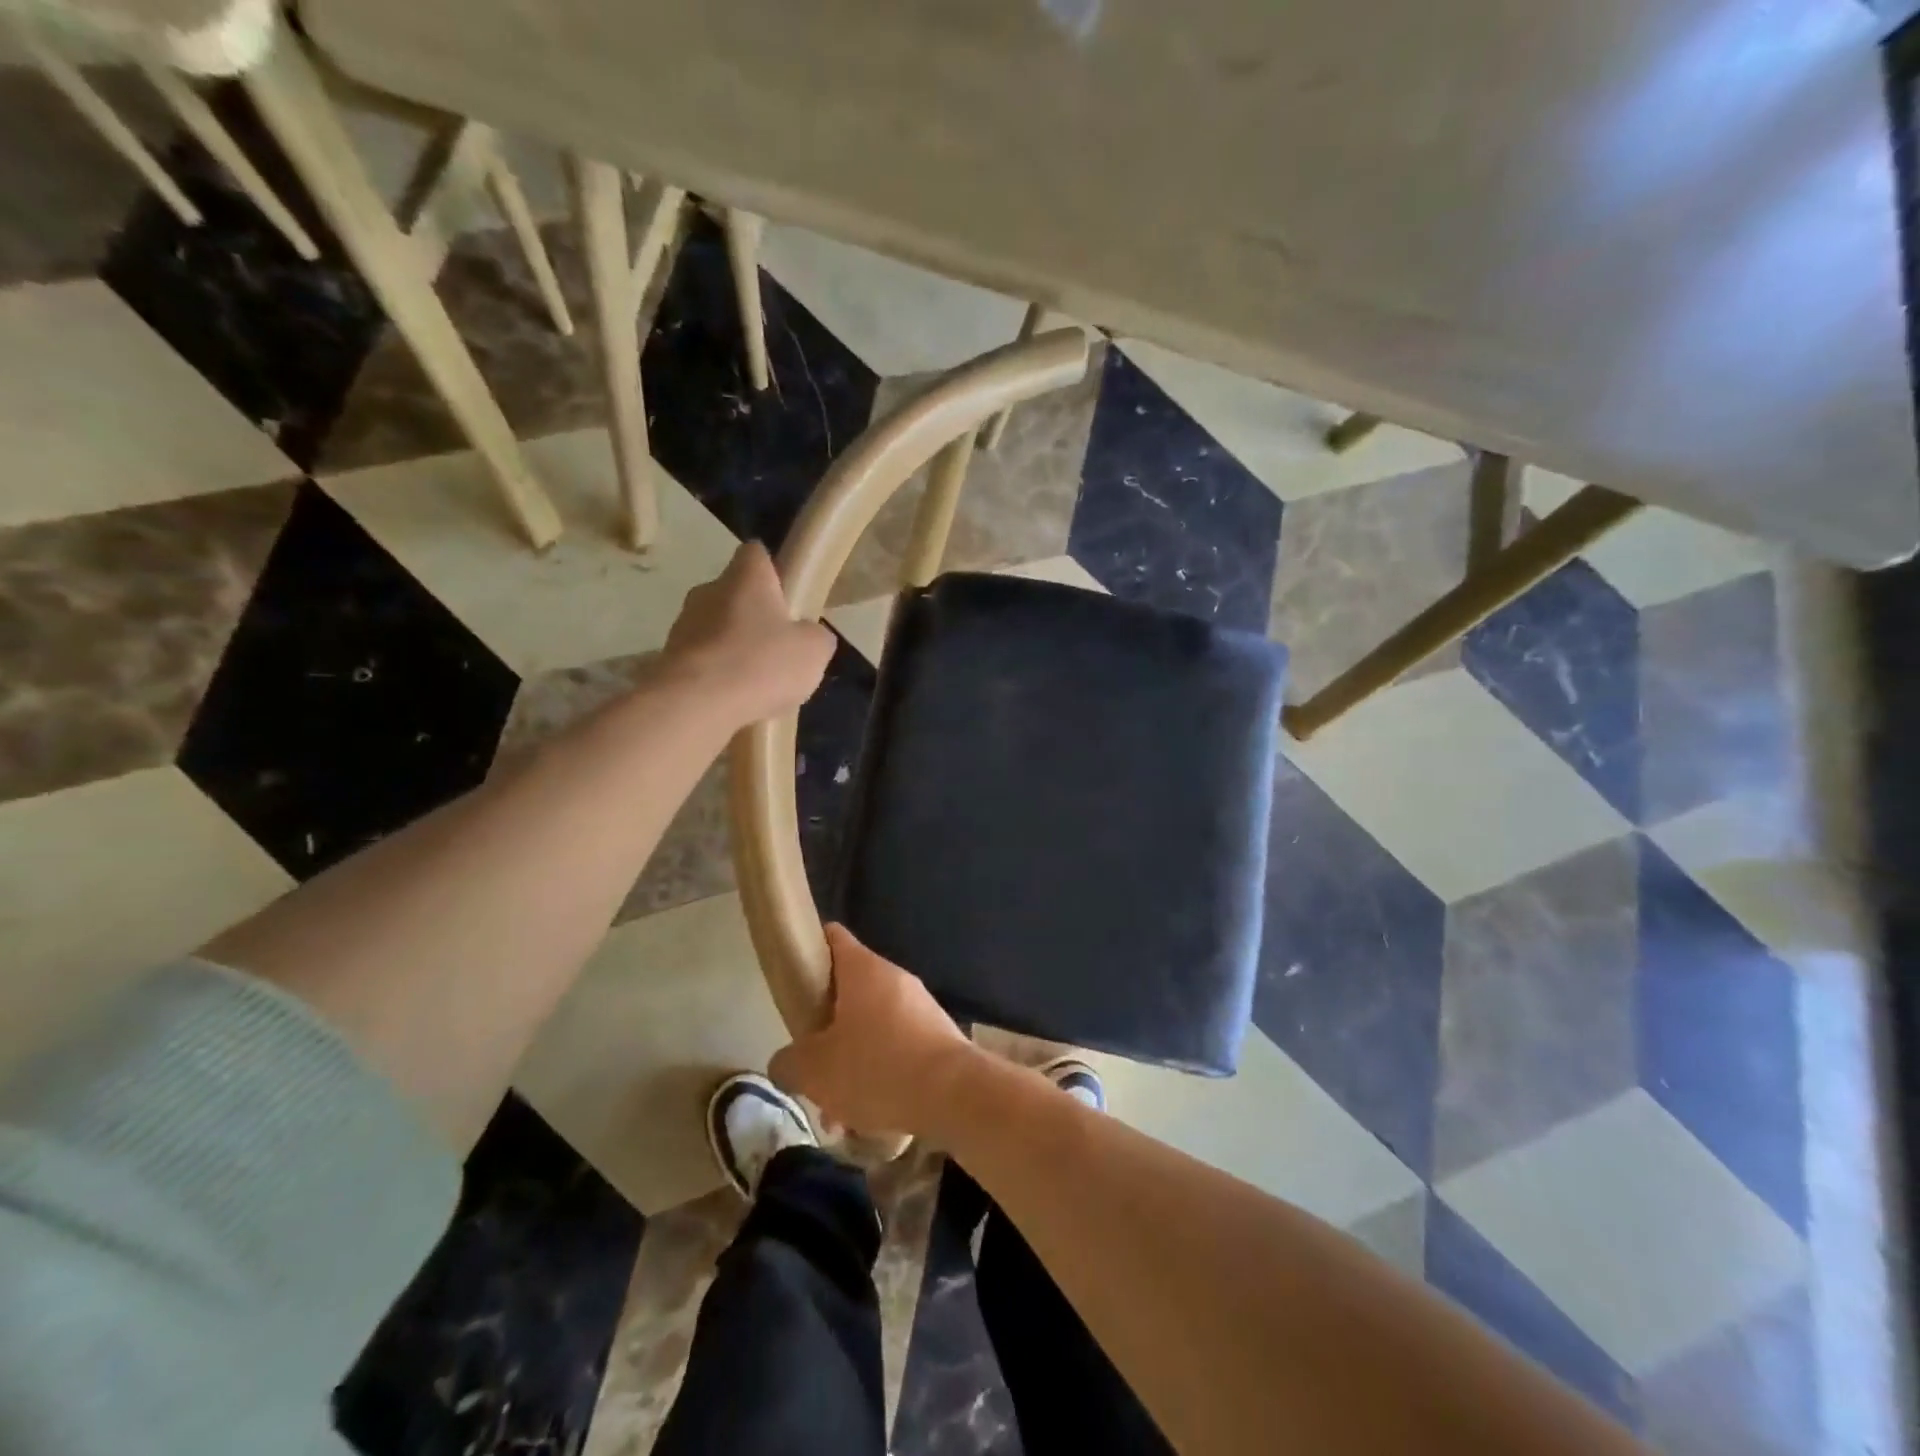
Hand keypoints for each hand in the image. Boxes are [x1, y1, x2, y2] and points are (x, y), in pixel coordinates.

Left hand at [664, 542, 835, 726]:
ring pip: (717, 628)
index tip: (788, 596)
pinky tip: (734, 699)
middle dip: (755, 616)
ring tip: (757, 683)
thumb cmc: (761, 664)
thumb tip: (809, 635)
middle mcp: (709, 590)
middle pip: (736, 594)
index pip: (757, 554)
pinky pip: (702, 660)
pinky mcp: (669, 659)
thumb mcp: (814, 650)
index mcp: (746, 578)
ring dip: (735, 648)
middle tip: (779, 647)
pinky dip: (718, 675)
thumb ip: (816, 636)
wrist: (696, 704)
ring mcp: (683, 625)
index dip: (774, 571)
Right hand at [770, 925, 979, 1137]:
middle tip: (810, 1063)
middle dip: (827, 1027)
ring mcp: (921, 1005)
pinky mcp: (938, 1035)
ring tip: (839, 1111)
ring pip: (873, 1026)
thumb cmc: (876, 1068)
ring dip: (853, 1060)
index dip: (810, 948)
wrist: (954, 1093)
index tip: (793, 976)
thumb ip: (789, 1062)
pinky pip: (899, 1048)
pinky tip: (871, 1116)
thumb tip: (784, 1062)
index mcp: (863, 969)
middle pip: (850, 990)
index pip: (832, 937)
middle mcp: (895, 977)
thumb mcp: (814, 1071)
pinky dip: (881, 1074)